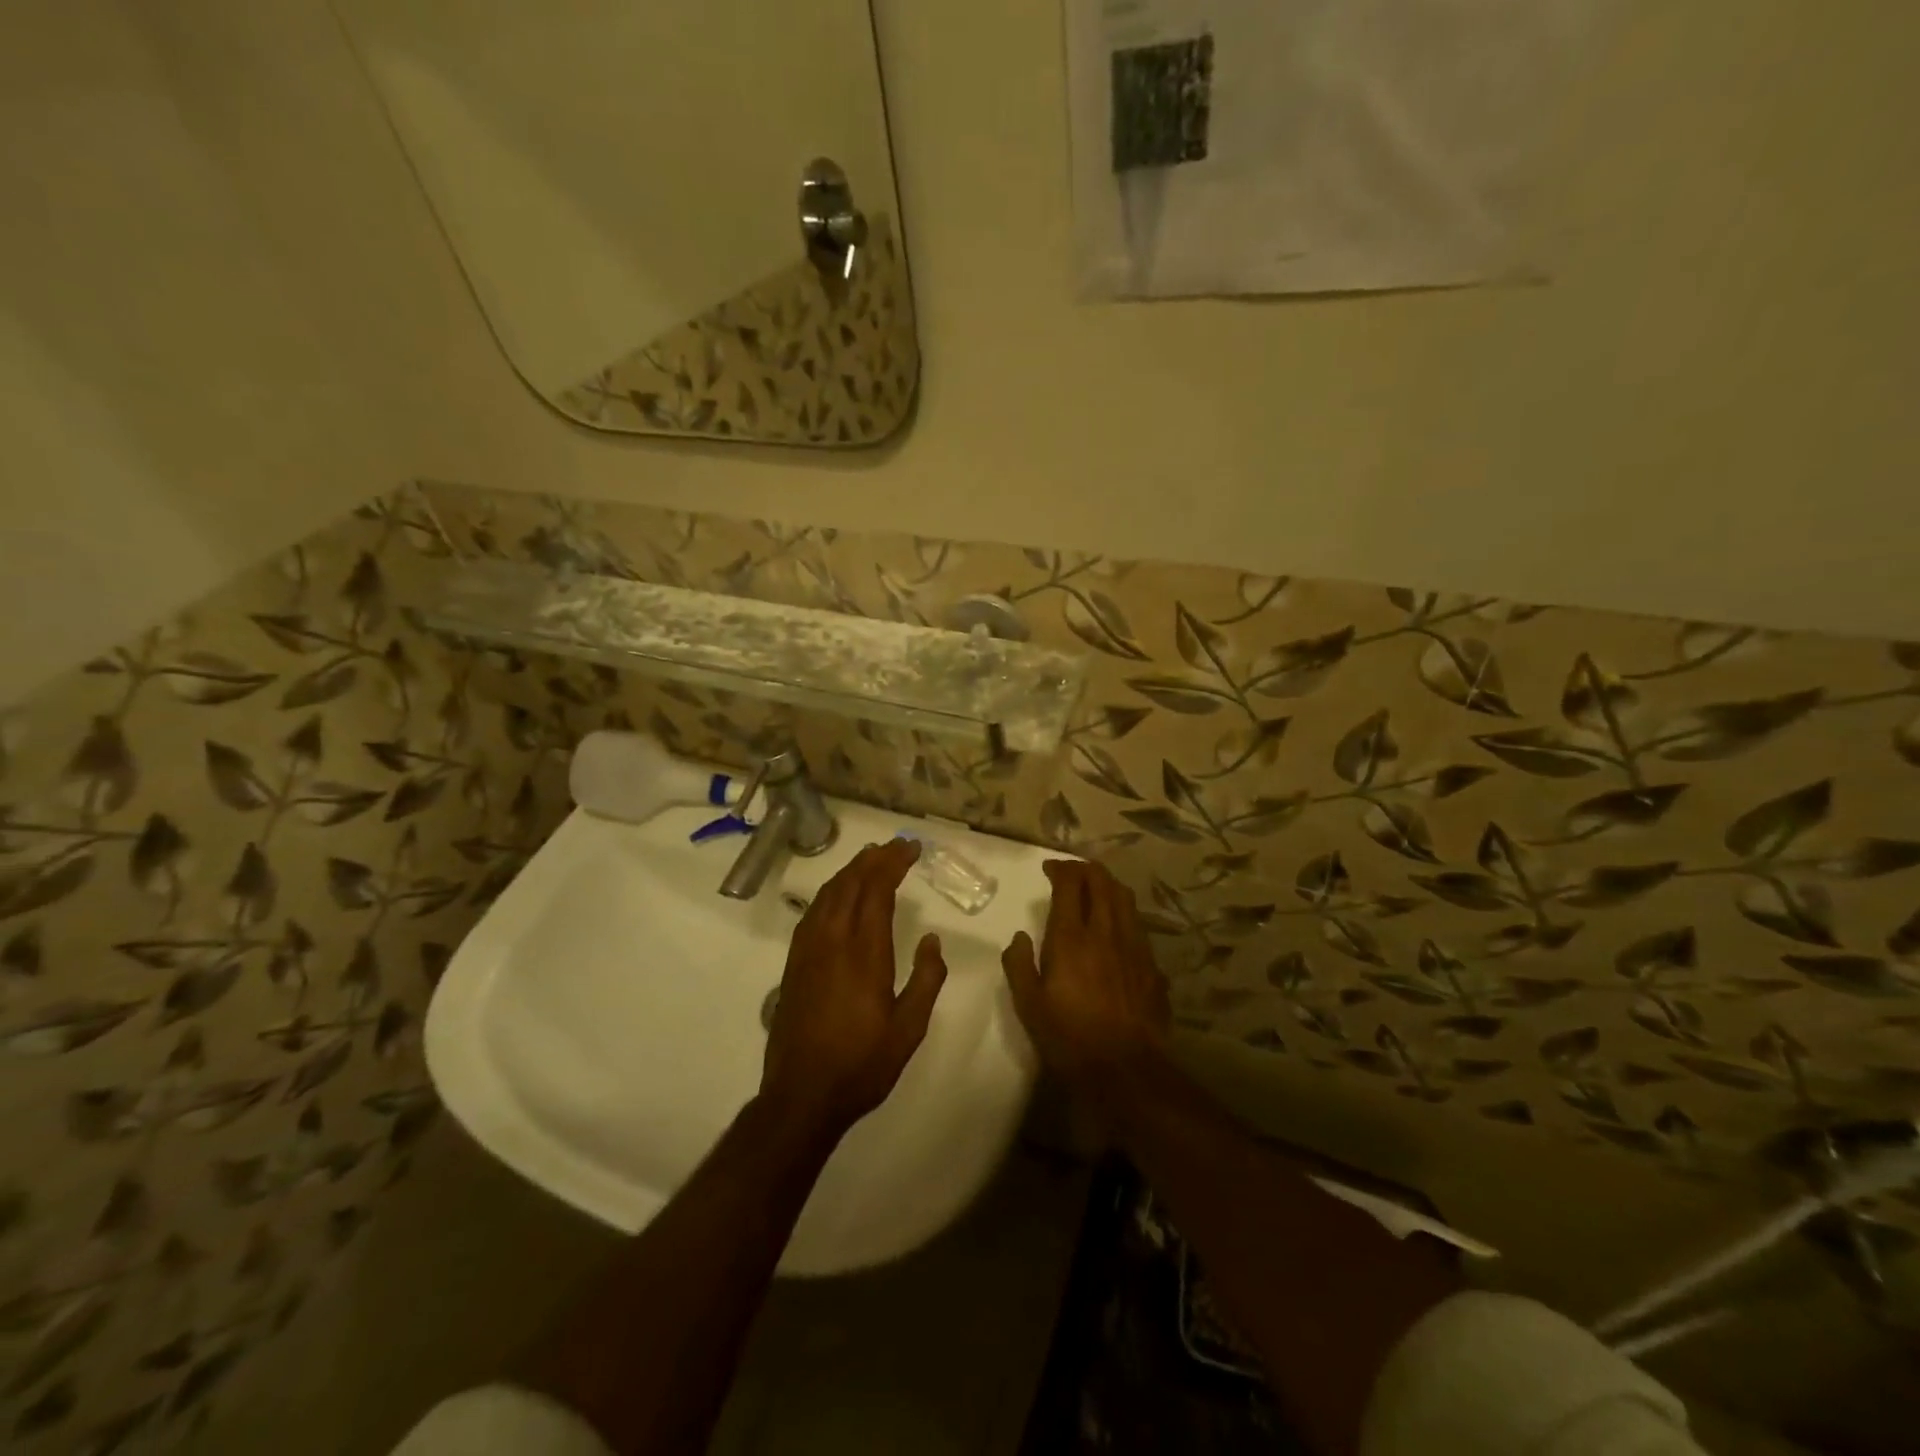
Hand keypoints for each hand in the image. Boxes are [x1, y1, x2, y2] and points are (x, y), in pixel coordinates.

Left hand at [760, 838, 947, 1138]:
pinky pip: (813, 911)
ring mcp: (808, 950)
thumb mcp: (909, 1029)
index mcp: (864, 953)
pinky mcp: (794, 963)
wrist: (801, 1095)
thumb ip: (926, 980)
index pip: (877, 890)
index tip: (911, 847)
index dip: (893, 862)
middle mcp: (833, 941)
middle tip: (896, 845)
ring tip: (871, 858)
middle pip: (851, 883)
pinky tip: (840, 894)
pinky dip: (831, 891)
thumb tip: (931, 941)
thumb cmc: (862, 1064)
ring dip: (851, 870)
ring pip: (829, 893)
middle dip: (874, 858)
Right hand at [1000, 860, 1169, 1097]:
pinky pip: (1138, 925)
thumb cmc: (1069, 1038)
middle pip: (1102, 882)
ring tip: (1096, 888)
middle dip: (1085, 869)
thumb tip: (1020, 937)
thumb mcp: (1029, 1005)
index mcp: (1072, 938)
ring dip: (1108, 885)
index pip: (1070, 885)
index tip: (1049, 869)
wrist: (1126, 1071)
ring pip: (1125, 899)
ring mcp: (1134, 947)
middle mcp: (1106, 932)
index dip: (1059, 870)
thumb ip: (1018, 965)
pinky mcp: (1152, 966)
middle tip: (1071, 872)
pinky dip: (1124, 913)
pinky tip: (1117, 927)